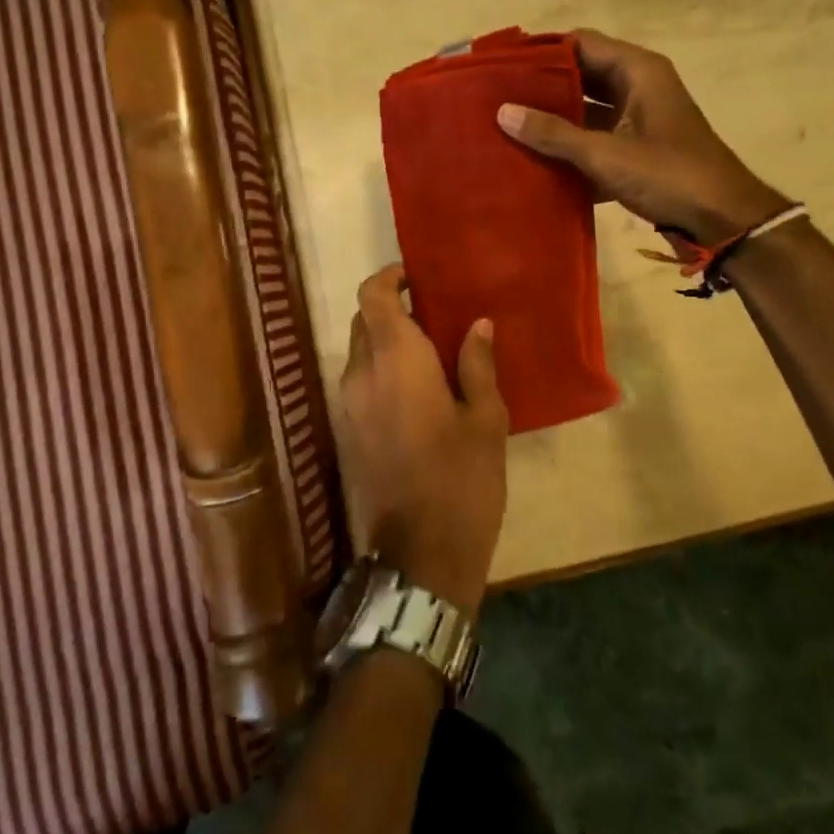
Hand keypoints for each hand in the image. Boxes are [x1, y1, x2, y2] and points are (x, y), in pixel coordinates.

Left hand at [339, 264, 509, 615]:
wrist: (420, 556)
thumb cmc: (462, 481)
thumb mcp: (485, 420)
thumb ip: (477, 365)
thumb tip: (477, 324)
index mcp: (395, 361)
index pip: (373, 297)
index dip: (389, 278)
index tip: (417, 278)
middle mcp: (361, 374)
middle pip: (364, 320)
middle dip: (391, 309)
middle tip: (433, 316)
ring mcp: (348, 405)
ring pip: (359, 351)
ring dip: (386, 341)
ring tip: (430, 352)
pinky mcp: (347, 431)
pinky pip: (359, 381)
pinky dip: (380, 369)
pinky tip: (416, 389)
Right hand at [497, 28, 791, 246]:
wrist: (723, 221)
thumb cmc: (669, 175)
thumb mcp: (606, 153)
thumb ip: (553, 133)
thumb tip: (503, 112)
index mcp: (638, 71)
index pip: (580, 43)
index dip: (542, 50)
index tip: (503, 64)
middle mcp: (639, 86)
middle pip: (581, 75)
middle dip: (542, 87)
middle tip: (497, 97)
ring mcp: (639, 119)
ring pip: (587, 109)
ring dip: (554, 119)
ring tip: (508, 127)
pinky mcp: (638, 149)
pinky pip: (596, 138)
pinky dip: (571, 147)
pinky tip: (536, 161)